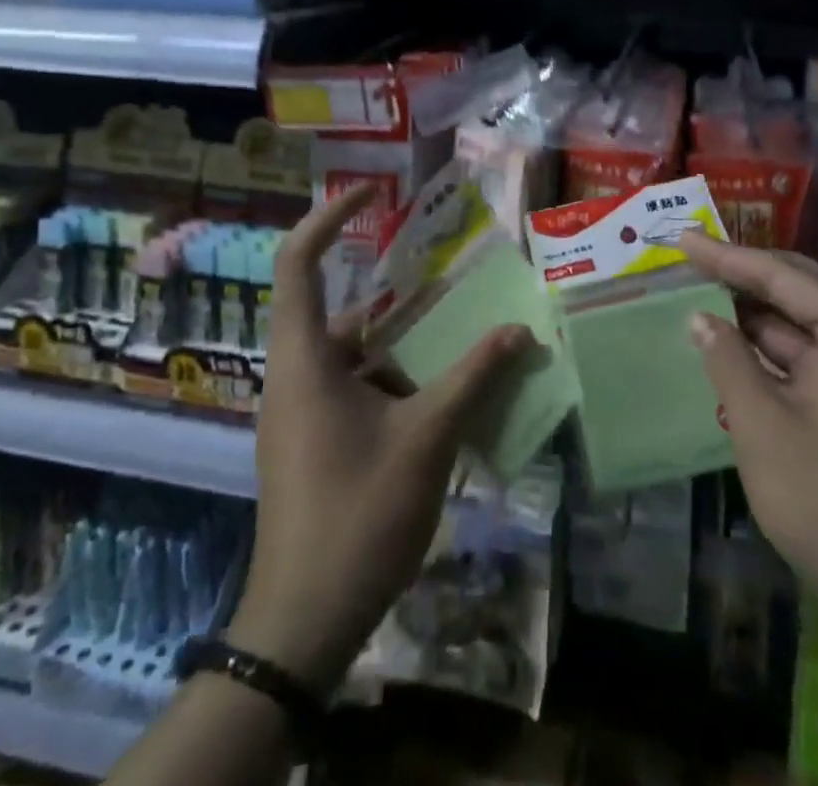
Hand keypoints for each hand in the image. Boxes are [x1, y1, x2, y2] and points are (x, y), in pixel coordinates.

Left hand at [224, 186, 532, 693]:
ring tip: (464, 338)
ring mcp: (304, 413)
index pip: (300, 263)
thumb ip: (473, 378)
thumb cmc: (358, 514)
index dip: (330, 218)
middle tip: (454, 283)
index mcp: (305, 360)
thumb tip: (519, 331)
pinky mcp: (316, 442)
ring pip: (358, 356)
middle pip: (345, 312)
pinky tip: (447, 398)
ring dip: (407, 347)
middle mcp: (298, 376)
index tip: (373, 194)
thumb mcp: (426, 438)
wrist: (304, 623)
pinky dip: (399, 384)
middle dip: (399, 298)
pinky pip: (359, 390)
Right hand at [677, 233, 817, 632]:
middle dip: (740, 275)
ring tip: (696, 292)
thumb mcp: (762, 425)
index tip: (682, 239)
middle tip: (689, 257)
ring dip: (748, 314)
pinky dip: (763, 350)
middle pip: (796, 290)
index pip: (783, 277)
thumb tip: (699, 317)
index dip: (726, 257)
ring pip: (797, 325)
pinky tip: (725, 343)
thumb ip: (727, 360)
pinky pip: (802, 358)